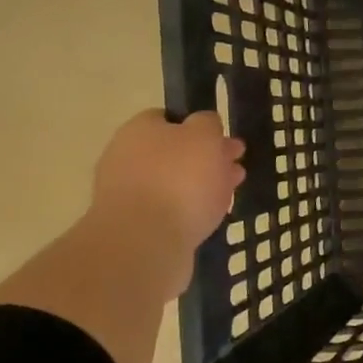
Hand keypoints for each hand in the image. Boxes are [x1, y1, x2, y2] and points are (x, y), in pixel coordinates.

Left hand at [90, 110, 244, 244]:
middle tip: (236, 169)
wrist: (145, 244)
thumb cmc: (179, 180)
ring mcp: (126, 195)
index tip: (224, 141)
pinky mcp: (133, 227)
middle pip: (173, 153)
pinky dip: (188, 212)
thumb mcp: (204, 136)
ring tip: (229, 196)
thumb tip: (204, 124)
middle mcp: (126, 158)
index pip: (169, 119)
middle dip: (205, 160)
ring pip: (172, 184)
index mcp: (139, 130)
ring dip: (200, 187)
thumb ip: (207, 124)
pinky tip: (208, 218)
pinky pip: (168, 212)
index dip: (199, 128)